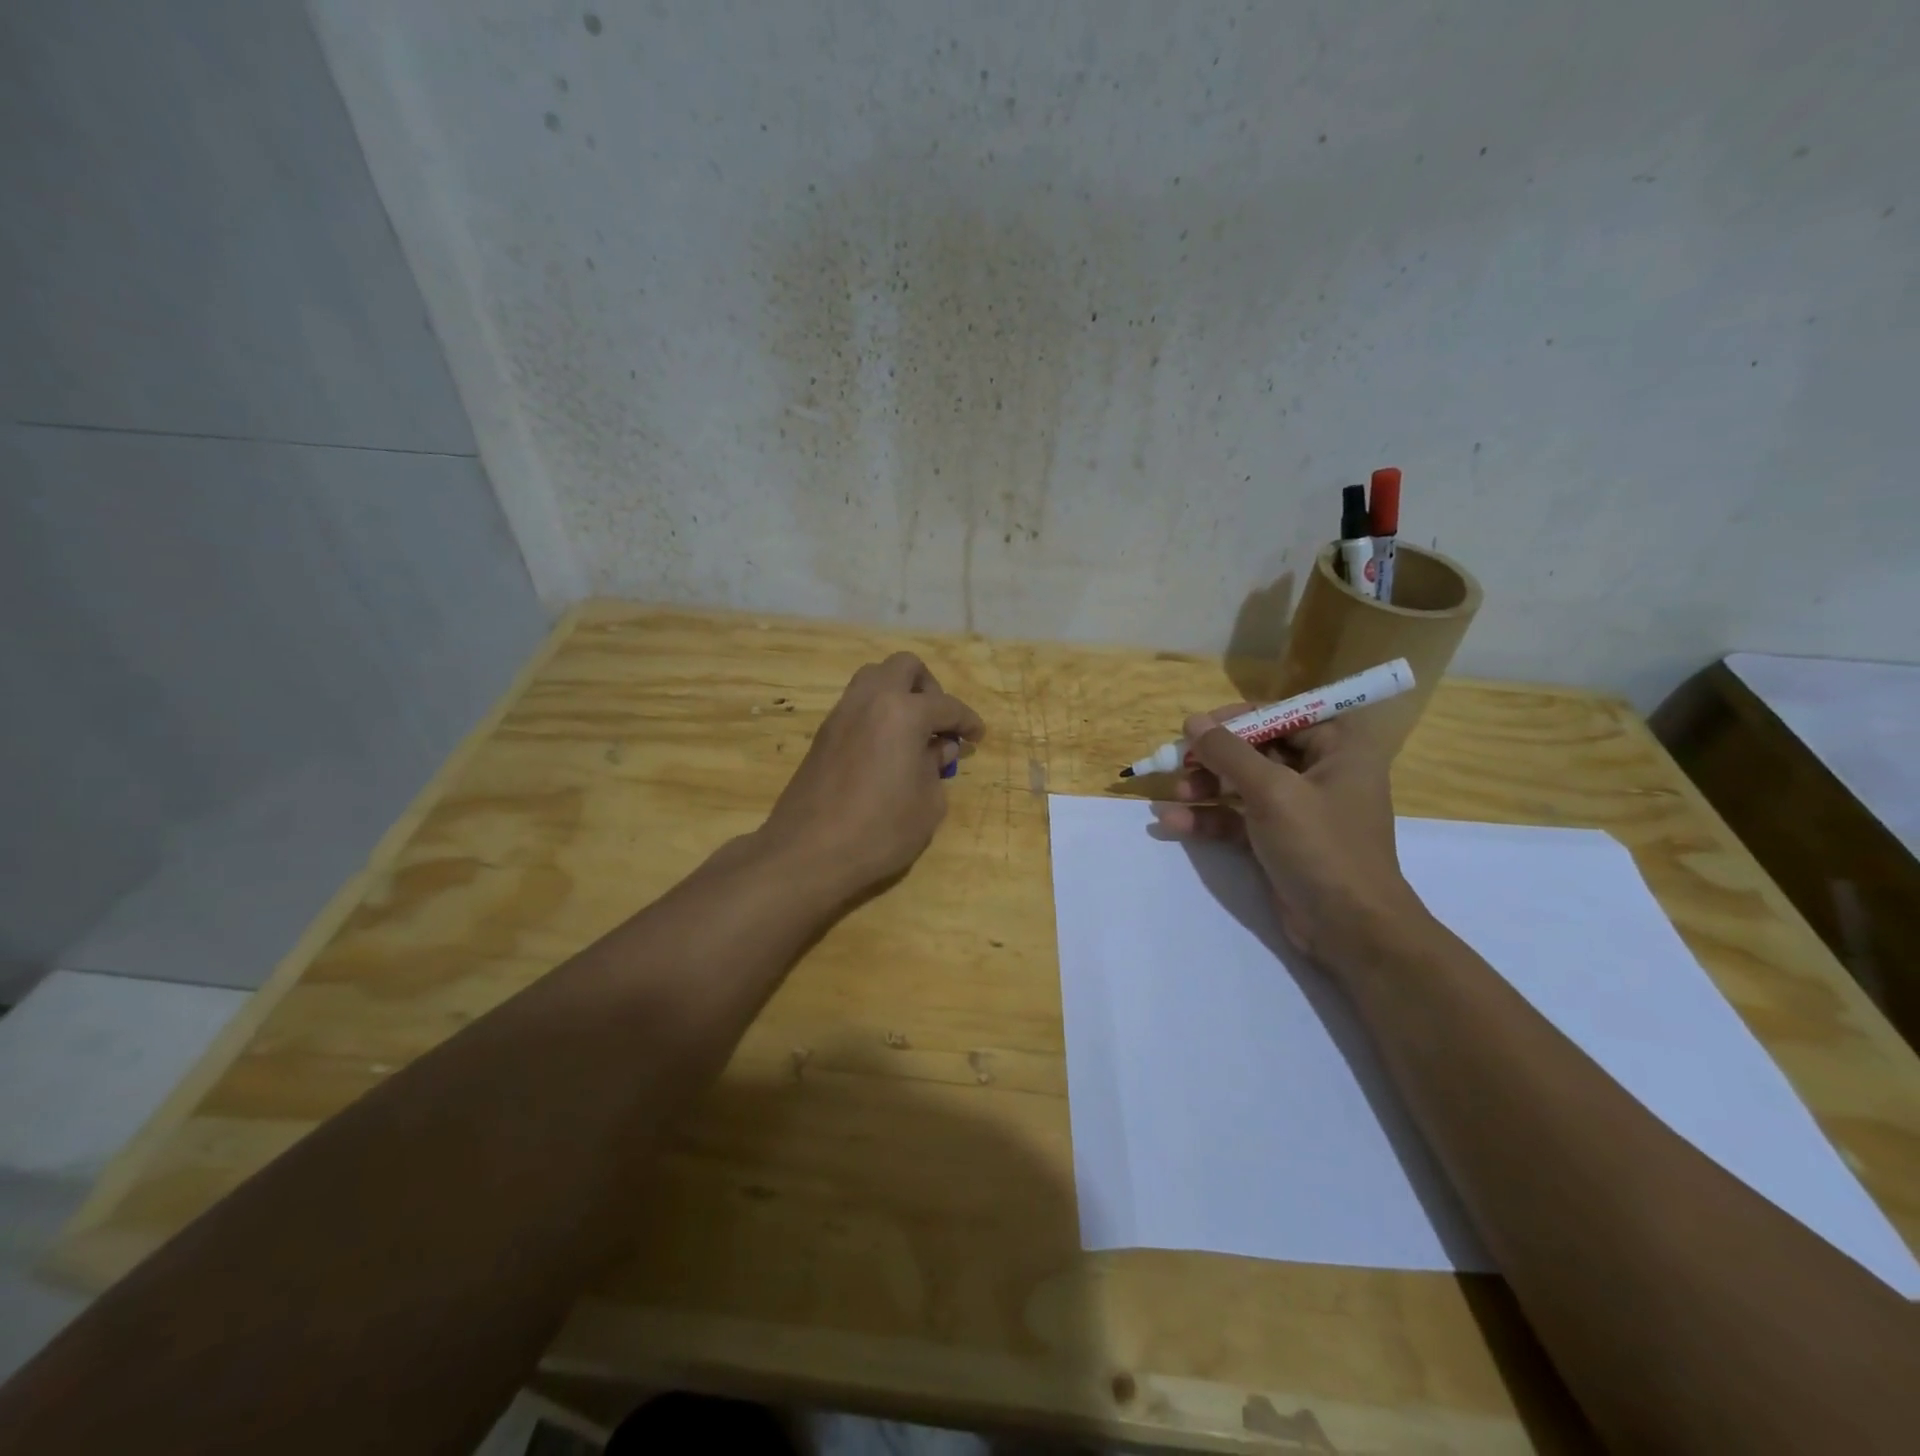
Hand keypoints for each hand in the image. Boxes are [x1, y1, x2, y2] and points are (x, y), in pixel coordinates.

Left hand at [758, 653, 984, 901]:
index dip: (967, 721)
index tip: (976, 737)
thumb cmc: (879, 831)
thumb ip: (936, 767)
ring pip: (874, 678)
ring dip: (898, 694)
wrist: (807, 852)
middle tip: (938, 723)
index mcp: (903, 713)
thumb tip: (938, 748)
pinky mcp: (823, 733)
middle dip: (929, 688)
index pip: (946, 705)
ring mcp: (841, 714)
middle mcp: (870, 701)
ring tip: (912, 732)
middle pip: (904, 667)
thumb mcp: (928, 805)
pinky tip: (886, 748)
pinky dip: (877, 713)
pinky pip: (857, 704)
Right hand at [1151, 707, 1429, 969]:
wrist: (1350, 928)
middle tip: (1179, 762)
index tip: (1198, 726)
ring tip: (1173, 794)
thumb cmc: (1322, 847)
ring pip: (1242, 785)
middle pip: (1257, 750)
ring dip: (1205, 788)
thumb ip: (1229, 753)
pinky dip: (1208, 819)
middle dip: (1214, 757)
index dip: (1239, 719)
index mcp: (1338, 750)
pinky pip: (1237, 819)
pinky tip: (1172, 822)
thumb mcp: (1273, 792)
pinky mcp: (1277, 841)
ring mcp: (1297, 810)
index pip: (1283, 716)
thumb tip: (1193, 721)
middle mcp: (1320, 774)